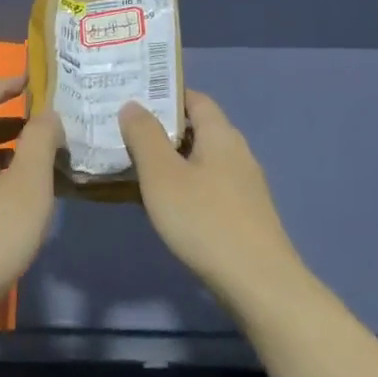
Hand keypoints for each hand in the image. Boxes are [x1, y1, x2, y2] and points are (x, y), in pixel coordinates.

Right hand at [118, 90, 302, 297]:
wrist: (257, 282)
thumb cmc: (204, 220)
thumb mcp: (162, 174)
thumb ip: (144, 136)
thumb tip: (133, 104)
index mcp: (221, 135)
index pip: (194, 99)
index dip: (164, 93)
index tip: (130, 96)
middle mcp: (236, 153)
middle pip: (196, 129)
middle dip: (159, 128)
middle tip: (120, 130)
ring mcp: (242, 185)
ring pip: (198, 160)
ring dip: (167, 159)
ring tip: (130, 164)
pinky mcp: (241, 214)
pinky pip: (204, 186)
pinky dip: (180, 185)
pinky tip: (158, 202)